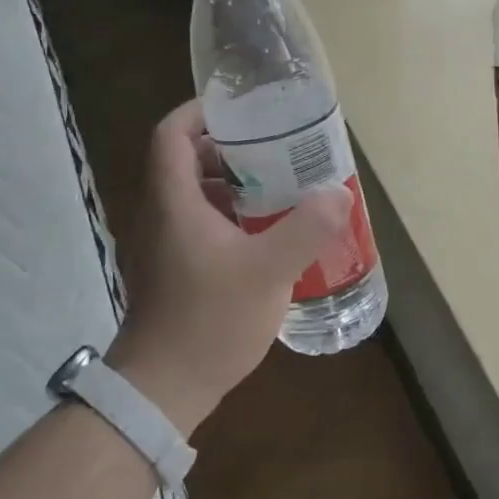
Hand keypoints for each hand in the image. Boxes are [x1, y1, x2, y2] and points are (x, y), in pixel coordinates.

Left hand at [107, 100, 351, 433]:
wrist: (164, 388)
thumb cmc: (210, 320)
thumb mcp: (269, 271)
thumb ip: (306, 228)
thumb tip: (339, 193)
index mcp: (173, 201)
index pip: (171, 134)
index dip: (200, 112)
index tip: (240, 109)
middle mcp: (159, 214)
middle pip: (184, 160)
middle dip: (227, 147)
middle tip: (273, 148)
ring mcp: (161, 244)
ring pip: (192, 193)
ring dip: (230, 183)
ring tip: (277, 185)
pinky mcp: (170, 268)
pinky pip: (197, 222)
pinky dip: (227, 214)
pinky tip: (264, 232)